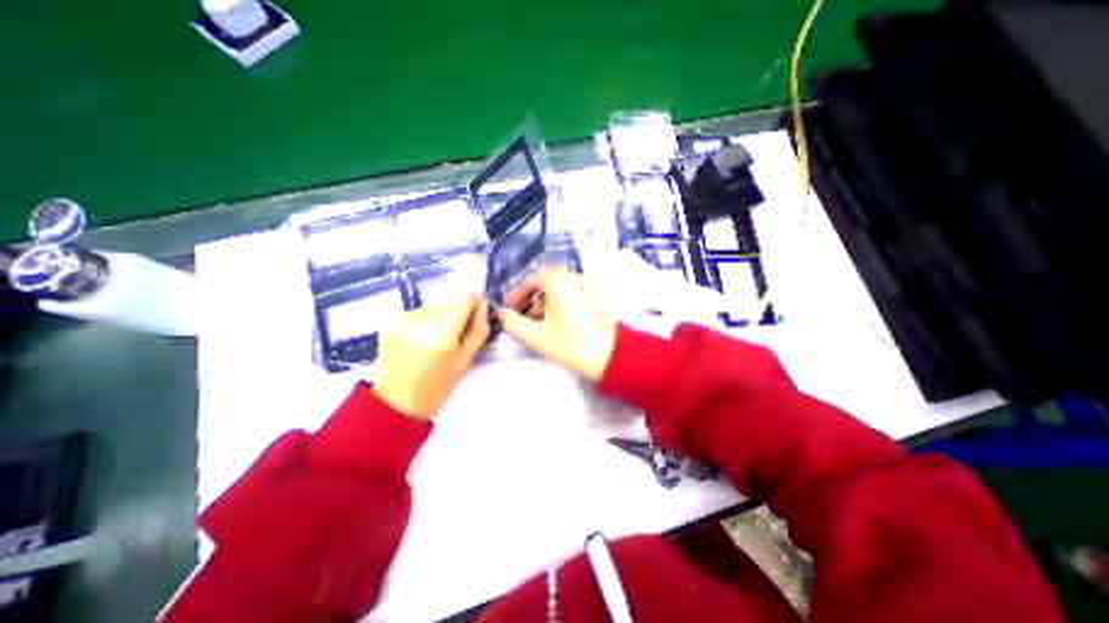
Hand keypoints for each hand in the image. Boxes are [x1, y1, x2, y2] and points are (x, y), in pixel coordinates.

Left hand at [373, 294, 487, 420]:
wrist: (395, 403)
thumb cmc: (437, 388)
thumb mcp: (465, 361)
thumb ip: (479, 331)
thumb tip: (485, 307)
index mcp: (440, 337)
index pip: (463, 299)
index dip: (475, 302)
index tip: (480, 312)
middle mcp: (418, 322)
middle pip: (449, 301)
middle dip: (459, 311)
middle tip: (460, 333)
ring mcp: (401, 320)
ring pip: (435, 305)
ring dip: (444, 315)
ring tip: (441, 338)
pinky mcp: (390, 321)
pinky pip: (419, 311)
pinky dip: (428, 319)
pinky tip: (425, 338)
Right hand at [502, 266, 620, 381]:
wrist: (612, 356)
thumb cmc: (571, 344)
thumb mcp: (537, 336)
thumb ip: (514, 323)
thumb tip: (501, 314)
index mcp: (557, 280)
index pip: (530, 280)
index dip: (516, 295)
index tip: (508, 309)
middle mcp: (572, 277)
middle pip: (543, 283)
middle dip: (530, 300)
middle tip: (521, 319)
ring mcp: (585, 286)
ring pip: (557, 290)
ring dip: (543, 304)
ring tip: (537, 326)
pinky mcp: (593, 297)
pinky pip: (568, 295)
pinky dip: (557, 306)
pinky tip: (555, 325)